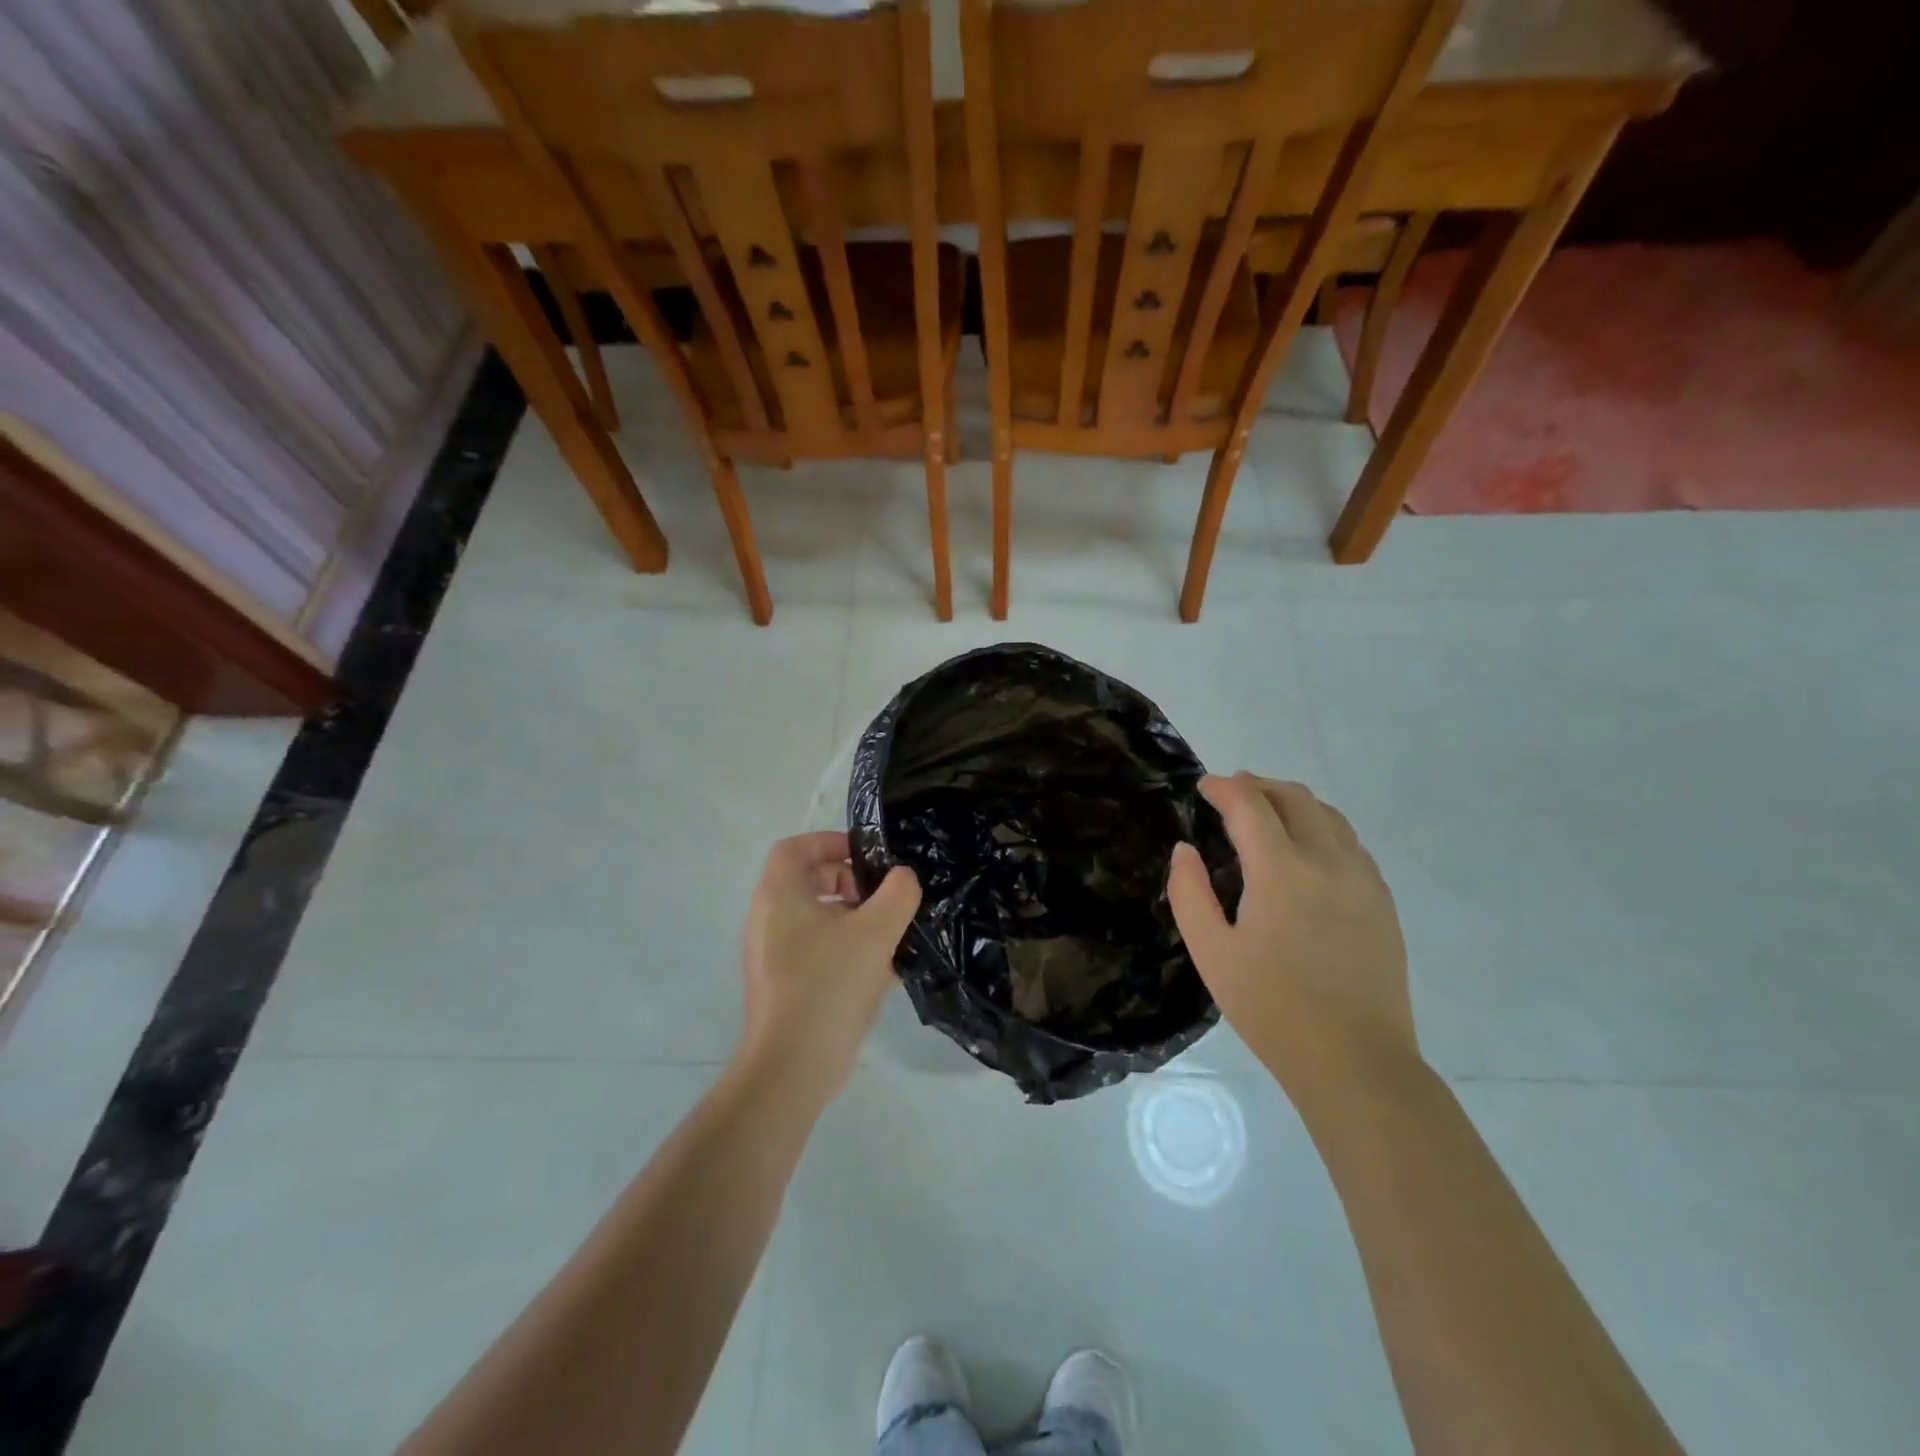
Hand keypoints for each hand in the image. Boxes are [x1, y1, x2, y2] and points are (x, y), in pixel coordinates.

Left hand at [736, 832, 919, 1101]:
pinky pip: (816, 949)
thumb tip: (902, 878)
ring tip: (889, 933)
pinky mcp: (784, 985)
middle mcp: (768, 920)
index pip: (796, 847)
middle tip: (882, 896)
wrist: (791, 1069)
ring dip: (853, 917)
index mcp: (779, 896)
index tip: (868, 856)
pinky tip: (881, 969)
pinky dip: (845, 947)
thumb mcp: (875, 932)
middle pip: (808, 880)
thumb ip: (898, 893)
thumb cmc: (828, 986)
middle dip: (849, 881)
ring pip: (816, 918)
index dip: (832, 841)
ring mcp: (773, 955)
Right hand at [1168, 774, 1415, 1094]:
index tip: (1203, 787)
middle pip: (1295, 798)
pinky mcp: (1382, 901)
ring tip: (1267, 813)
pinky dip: (1322, 828)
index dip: (1224, 788)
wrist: (1355, 1060)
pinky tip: (1307, 850)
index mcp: (1282, 870)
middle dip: (1259, 785)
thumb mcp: (1211, 953)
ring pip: (1329, 816)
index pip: (1250, 805)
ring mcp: (1363, 879)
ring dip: (1293, 802)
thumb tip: (1185, 850)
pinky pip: (1351, 843)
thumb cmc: (1272, 1008)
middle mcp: (1328, 861)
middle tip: (1231, 793)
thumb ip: (1189, 893)